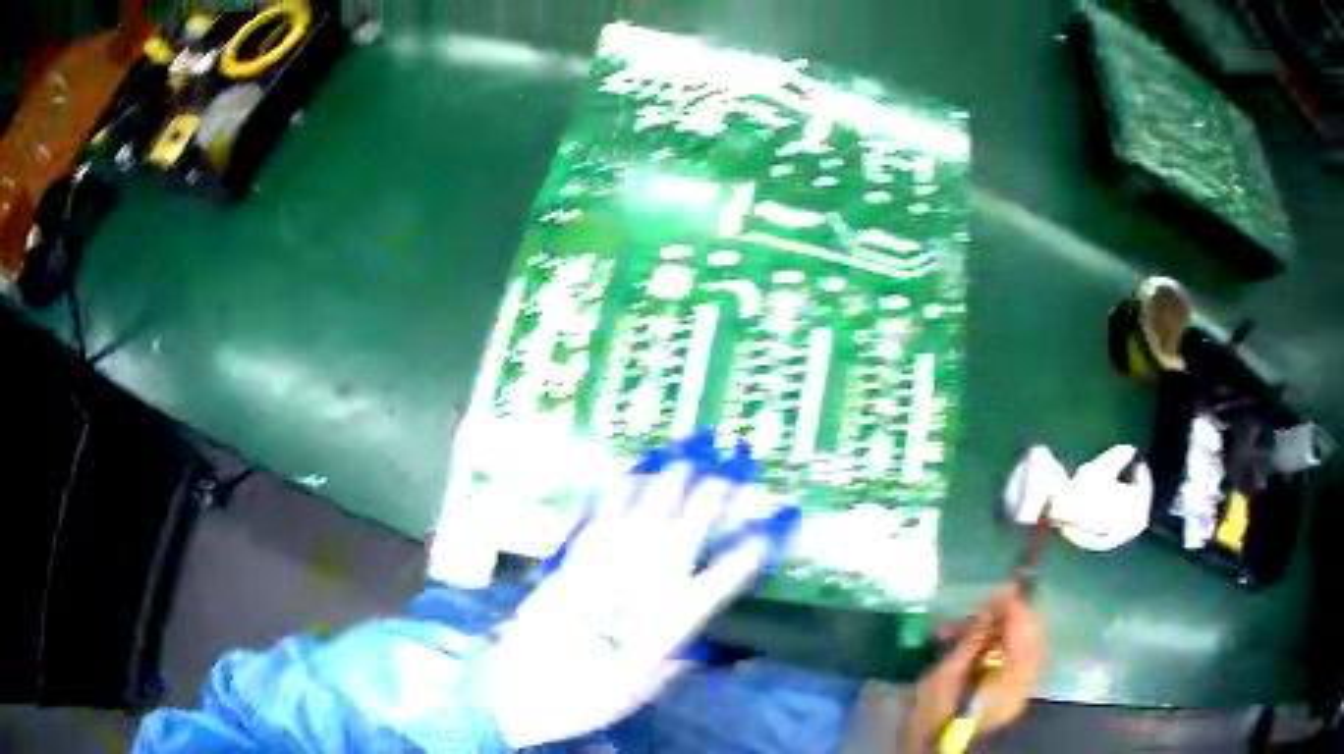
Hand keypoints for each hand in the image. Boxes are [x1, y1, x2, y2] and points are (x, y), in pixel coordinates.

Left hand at [485, 445, 799, 748]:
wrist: (525, 684)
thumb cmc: (593, 694)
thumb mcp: (649, 684)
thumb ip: (681, 656)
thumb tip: (709, 646)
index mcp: (676, 616)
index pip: (731, 571)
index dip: (762, 540)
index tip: (782, 516)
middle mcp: (649, 579)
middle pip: (692, 522)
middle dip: (719, 486)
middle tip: (737, 457)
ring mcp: (610, 559)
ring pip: (649, 505)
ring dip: (674, 473)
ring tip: (693, 444)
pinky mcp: (576, 552)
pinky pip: (605, 510)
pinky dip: (625, 486)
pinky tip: (636, 468)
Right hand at [899, 588, 1044, 752]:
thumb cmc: (929, 720)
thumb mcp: (941, 678)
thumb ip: (971, 641)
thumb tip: (991, 608)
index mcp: (1007, 683)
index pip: (1023, 634)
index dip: (1014, 607)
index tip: (999, 587)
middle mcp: (1023, 686)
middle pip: (1029, 638)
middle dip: (1006, 618)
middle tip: (980, 609)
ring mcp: (1019, 692)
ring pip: (1020, 647)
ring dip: (995, 633)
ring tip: (957, 632)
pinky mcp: (1011, 695)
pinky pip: (1013, 660)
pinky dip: (996, 648)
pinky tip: (969, 647)